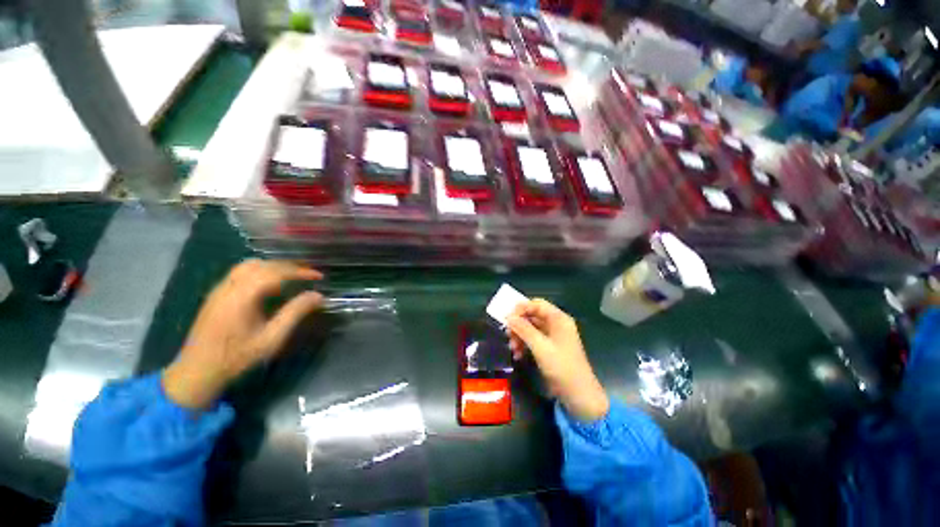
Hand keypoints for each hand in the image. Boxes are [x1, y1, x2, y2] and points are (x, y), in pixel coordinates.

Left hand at [162, 259, 323, 409]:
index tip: (319, 276)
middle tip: (308, 275)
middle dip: (288, 266)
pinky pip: (240, 273)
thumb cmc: (237, 357)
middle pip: (262, 264)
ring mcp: (219, 289)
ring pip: (249, 265)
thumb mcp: (272, 338)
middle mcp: (229, 287)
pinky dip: (261, 272)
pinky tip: (270, 286)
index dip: (299, 271)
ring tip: (291, 277)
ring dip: (273, 267)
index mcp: (242, 296)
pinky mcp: (216, 295)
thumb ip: (295, 313)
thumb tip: (318, 295)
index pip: (275, 272)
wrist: (197, 371)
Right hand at [506, 299, 608, 421]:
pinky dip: (524, 345)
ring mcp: (553, 337)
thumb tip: (508, 317)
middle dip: (519, 324)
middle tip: (507, 334)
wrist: (578, 395)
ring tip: (512, 348)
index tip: (507, 318)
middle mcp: (556, 324)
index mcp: (558, 319)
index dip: (521, 308)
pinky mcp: (549, 348)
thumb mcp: (541, 347)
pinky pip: (533, 340)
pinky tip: (517, 355)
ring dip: (519, 336)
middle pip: (533, 316)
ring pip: (531, 328)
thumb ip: (524, 329)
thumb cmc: (562, 366)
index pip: (537, 304)